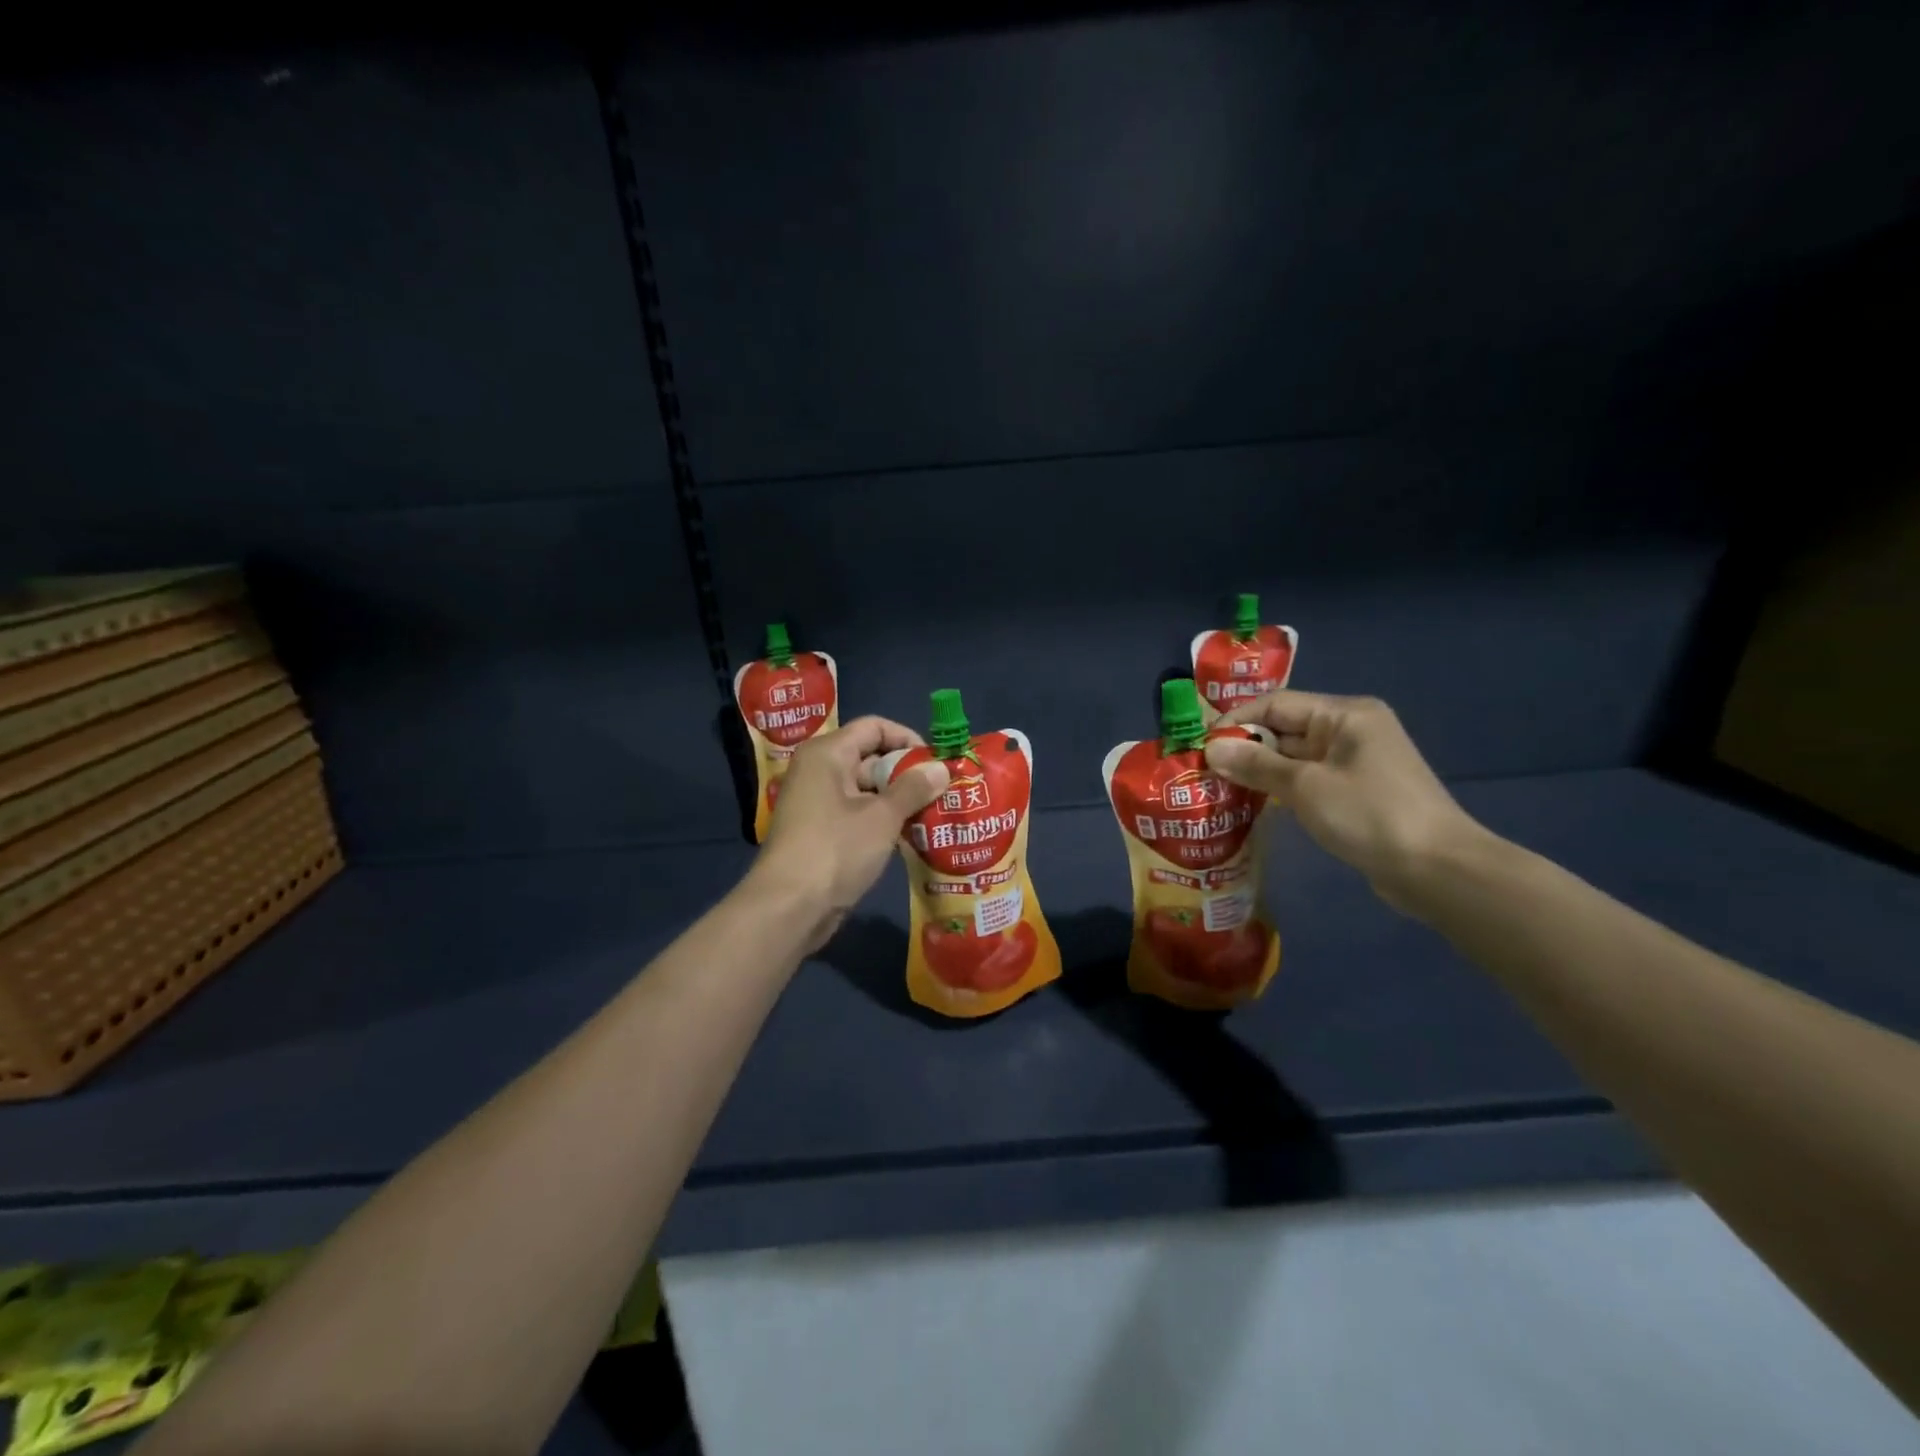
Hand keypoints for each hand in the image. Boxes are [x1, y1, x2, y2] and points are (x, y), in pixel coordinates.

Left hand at [749, 716, 949, 949]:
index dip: (908, 739)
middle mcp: (819, 771)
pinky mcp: (821, 833)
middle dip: (908, 774)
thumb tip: (942, 768)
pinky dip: (883, 822)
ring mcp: (818, 803)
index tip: (936, 765)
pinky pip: (858, 815)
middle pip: (871, 758)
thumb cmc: (836, 850)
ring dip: (899, 802)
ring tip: (936, 816)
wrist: (788, 908)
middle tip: (944, 793)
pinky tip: (911, 838)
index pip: (874, 727)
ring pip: (867, 791)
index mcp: (828, 754)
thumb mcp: (882, 817)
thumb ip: (914, 788)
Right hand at [1205, 691, 1483, 911]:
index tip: (1200, 744)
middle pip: (1285, 729)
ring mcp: (1356, 762)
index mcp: (1345, 714)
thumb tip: (1211, 748)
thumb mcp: (1304, 786)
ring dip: (1260, 771)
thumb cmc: (1369, 815)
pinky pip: (1309, 780)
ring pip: (1294, 757)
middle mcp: (1351, 729)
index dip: (1235, 720)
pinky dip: (1281, 788)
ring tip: (1219, 787)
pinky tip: (1253, 804)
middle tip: (1203, 770)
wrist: (1437, 869)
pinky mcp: (1358, 792)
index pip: (1276, 704)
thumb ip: (1255, 764)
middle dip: (1245, 748)